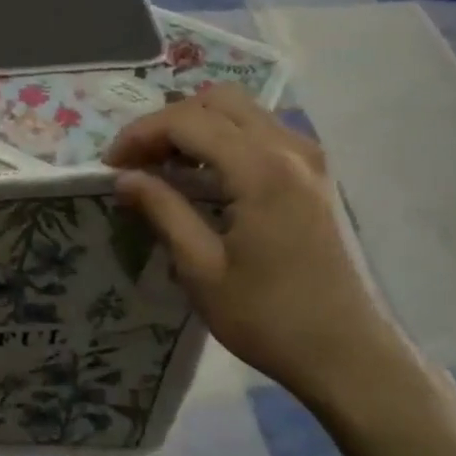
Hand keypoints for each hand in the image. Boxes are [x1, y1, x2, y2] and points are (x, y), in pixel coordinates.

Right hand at [104, 85, 414, 408]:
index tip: (110, 165)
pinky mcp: (314, 175)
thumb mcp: (201, 269)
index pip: (187, 122)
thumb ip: (163, 211)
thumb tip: (124, 177)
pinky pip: (262, 131)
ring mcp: (308, 158)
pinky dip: (224, 138)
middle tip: (137, 161)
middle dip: (168, 122)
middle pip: (217, 101)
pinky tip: (205, 175)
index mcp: (260, 170)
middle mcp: (289, 148)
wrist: (345, 354)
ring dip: (196, 126)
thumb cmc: (268, 318)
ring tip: (164, 166)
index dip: (141, 135)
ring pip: (242, 111)